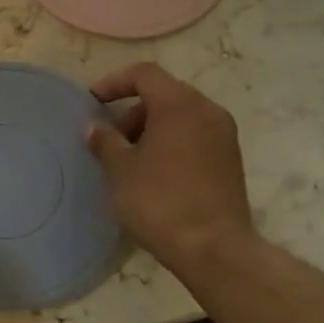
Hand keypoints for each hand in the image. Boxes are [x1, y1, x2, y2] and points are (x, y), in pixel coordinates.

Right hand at [86, 63, 254, 272]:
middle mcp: (207, 110)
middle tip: (111, 140)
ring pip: (181, 116)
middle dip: (133, 111)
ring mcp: (223, 134)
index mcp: (179, 104)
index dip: (114, 82)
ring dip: (152, 129)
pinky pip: (195, 136)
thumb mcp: (121, 170)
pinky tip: (154, 173)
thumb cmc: (159, 201)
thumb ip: (105, 141)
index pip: (144, 74)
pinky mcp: (230, 159)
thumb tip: (95, 127)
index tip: (93, 101)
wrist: (213, 247)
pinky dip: (172, 142)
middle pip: (164, 94)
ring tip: (130, 160)